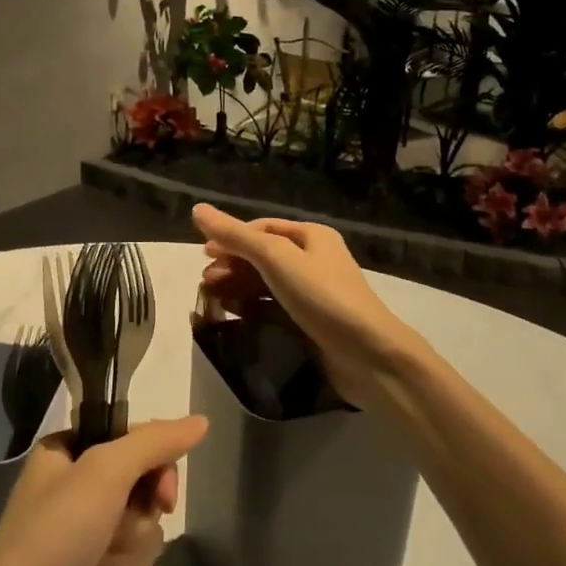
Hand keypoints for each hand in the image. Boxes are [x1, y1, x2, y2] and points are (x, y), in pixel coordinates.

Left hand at [0, 416, 206, 565]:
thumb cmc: (51, 537)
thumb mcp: (104, 472)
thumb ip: (154, 444)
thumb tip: (200, 421)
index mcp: (69, 452)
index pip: (136, 441)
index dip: (157, 468)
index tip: (162, 495)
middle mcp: (76, 489)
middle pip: (144, 493)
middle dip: (137, 524)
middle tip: (113, 536)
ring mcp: (81, 539)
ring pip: (142, 538)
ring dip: (126, 561)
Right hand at [192, 203, 420, 407]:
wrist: (368, 356)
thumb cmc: (322, 296)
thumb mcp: (276, 258)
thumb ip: (236, 235)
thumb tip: (197, 209)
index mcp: (311, 236)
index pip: (262, 228)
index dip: (232, 237)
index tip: (204, 254)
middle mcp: (314, 259)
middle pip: (263, 255)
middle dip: (232, 265)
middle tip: (205, 282)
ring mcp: (313, 293)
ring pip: (266, 283)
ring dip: (238, 287)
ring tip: (213, 299)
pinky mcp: (311, 323)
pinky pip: (274, 308)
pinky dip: (253, 308)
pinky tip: (235, 315)